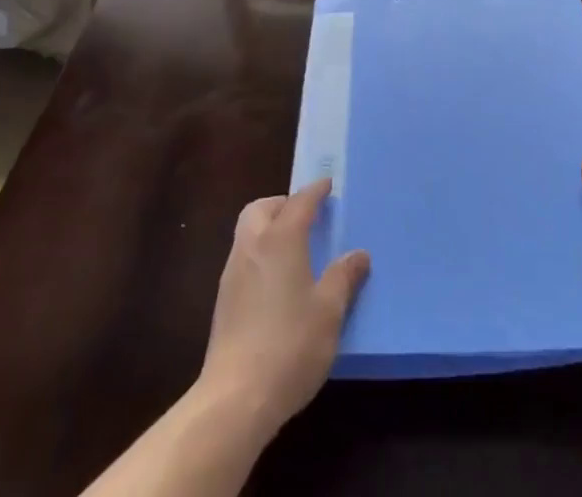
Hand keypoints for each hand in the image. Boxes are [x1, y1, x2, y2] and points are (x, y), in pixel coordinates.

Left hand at [197, 179, 369, 446]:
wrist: (235, 397)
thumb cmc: (290, 346)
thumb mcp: (329, 311)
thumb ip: (343, 277)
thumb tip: (358, 254)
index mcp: (280, 239)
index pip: (299, 202)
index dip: (314, 191)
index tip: (326, 184)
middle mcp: (252, 246)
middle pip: (261, 209)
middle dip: (282, 203)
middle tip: (304, 214)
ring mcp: (233, 273)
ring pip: (248, 232)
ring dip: (268, 227)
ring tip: (292, 246)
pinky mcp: (223, 300)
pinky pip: (243, 257)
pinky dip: (260, 253)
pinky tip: (275, 280)